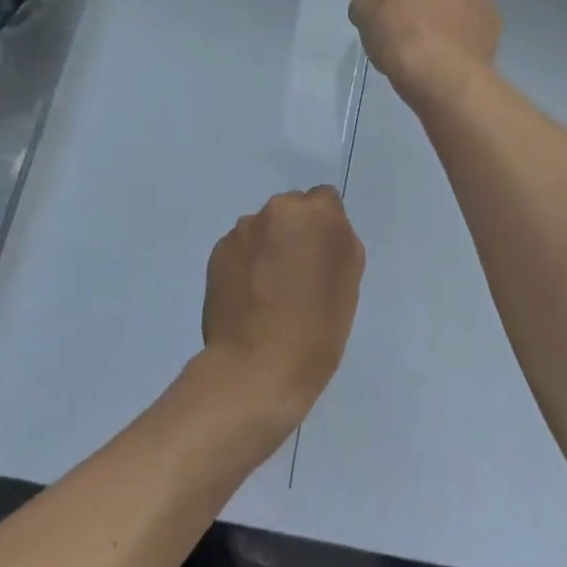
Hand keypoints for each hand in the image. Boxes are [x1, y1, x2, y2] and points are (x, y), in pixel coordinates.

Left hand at [200, 187, 365, 426]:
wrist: (257, 366)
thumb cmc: (318, 328)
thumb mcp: (349, 281)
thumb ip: (338, 242)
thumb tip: (320, 233)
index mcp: (317, 213)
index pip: (325, 200)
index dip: (325, 227)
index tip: (323, 256)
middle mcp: (278, 210)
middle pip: (291, 210)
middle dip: (294, 232)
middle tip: (297, 274)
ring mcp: (243, 230)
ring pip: (263, 229)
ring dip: (268, 247)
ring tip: (269, 291)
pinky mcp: (218, 252)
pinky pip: (240, 248)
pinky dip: (246, 264)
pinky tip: (249, 298)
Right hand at [348, 0, 500, 110]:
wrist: (441, 73)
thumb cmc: (398, 34)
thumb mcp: (364, 16)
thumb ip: (366, 3)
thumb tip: (371, 6)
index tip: (388, 15)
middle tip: (408, 29)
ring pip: (457, 1)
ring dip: (446, 15)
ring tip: (431, 47)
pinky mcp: (496, 22)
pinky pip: (473, 24)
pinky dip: (463, 35)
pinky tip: (449, 56)